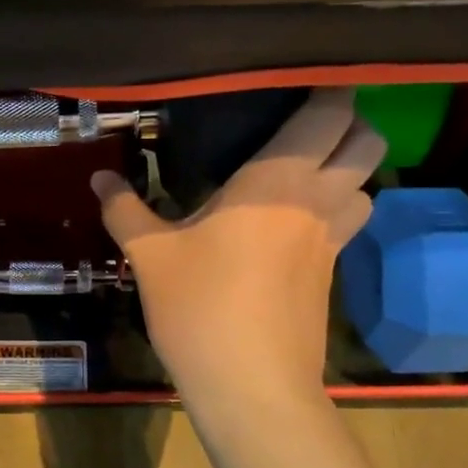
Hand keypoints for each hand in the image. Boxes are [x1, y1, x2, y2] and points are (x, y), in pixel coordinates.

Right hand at [91, 88, 383, 412]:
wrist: (252, 388)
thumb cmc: (200, 308)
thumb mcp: (151, 255)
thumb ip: (125, 209)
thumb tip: (99, 177)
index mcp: (278, 180)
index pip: (328, 113)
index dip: (327, 89)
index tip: (297, 79)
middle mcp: (317, 199)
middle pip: (367, 141)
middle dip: (349, 122)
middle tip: (302, 123)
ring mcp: (332, 239)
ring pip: (367, 184)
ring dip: (348, 169)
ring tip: (303, 170)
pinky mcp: (332, 274)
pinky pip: (348, 222)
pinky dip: (335, 208)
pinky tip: (292, 222)